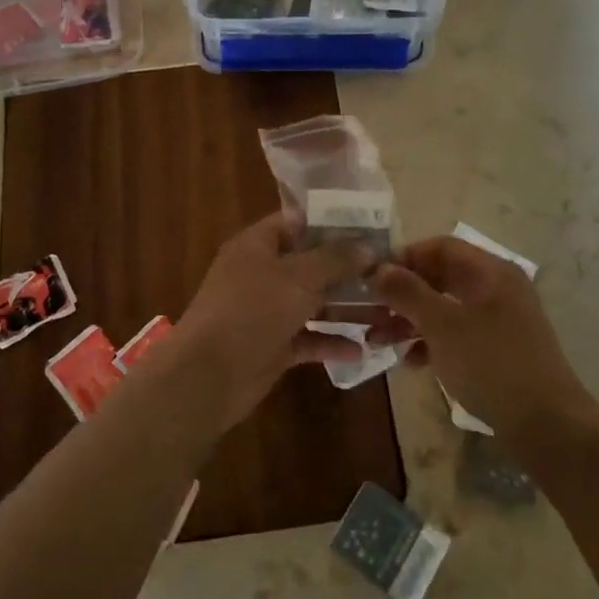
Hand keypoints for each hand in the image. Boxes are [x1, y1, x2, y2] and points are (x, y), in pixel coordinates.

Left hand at [166, 212, 374, 427]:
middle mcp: (261, 274)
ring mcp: (266, 312)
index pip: (296, 223)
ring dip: (345, 308)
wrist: (209, 375)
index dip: (332, 223)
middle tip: (389, 272)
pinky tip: (362, 349)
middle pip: (309, 264)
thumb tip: (367, 246)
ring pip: (312, 303)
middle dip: (347, 270)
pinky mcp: (272, 347)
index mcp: (257, 245)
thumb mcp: (298, 277)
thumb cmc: (253, 310)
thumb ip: (335, 259)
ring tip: (387, 311)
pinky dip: (330, 342)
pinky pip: (307, 339)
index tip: (371, 228)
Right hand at [371, 236, 590, 435]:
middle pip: (441, 278)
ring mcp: (501, 320)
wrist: (546, 425)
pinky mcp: (499, 350)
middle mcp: (497, 288)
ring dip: (412, 320)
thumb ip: (407, 292)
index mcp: (491, 272)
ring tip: (380, 340)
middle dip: (403, 294)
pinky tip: (411, 362)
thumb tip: (378, 269)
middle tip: (371, 311)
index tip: (373, 278)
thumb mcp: (441, 325)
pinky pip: (458, 334)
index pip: (440, 247)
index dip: (404, 257)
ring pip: (446, 308)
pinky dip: (432, 342)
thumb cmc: (491, 364)